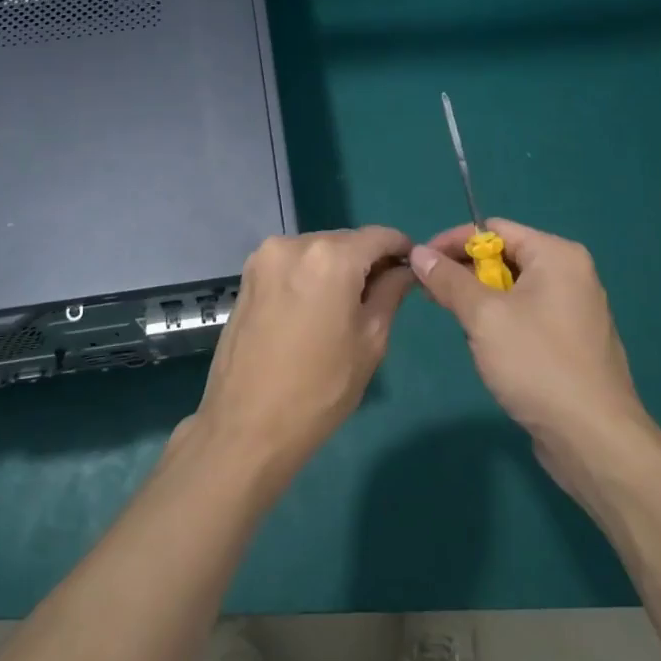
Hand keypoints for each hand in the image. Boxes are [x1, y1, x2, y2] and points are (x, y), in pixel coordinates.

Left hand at [185, 226, 413, 483]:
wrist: (247, 425)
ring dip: (337, 267)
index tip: (413, 268)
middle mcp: (294, 244)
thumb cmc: (320, 388)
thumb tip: (405, 271)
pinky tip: (316, 308)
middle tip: (385, 292)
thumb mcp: (370, 341)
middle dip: (368, 260)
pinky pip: (292, 264)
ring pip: (317, 251)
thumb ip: (390, 293)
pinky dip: (310, 275)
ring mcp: (264, 258)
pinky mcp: (248, 276)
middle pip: (345, 241)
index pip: (378, 236)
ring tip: (348, 306)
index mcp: (330, 257)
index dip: (401, 248)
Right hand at [410, 219, 648, 488]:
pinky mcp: (571, 340)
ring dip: (480, 301)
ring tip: (459, 325)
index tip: (420, 264)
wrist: (594, 438)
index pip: (494, 229)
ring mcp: (574, 308)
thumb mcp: (483, 317)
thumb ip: (449, 280)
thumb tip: (418, 253)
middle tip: (431, 296)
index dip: (452, 242)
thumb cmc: (538, 364)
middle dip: (465, 273)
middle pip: (504, 256)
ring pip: (512, 288)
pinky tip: (487, 347)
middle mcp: (570, 274)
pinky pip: (526, 314)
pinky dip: (500, 321)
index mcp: (556, 255)